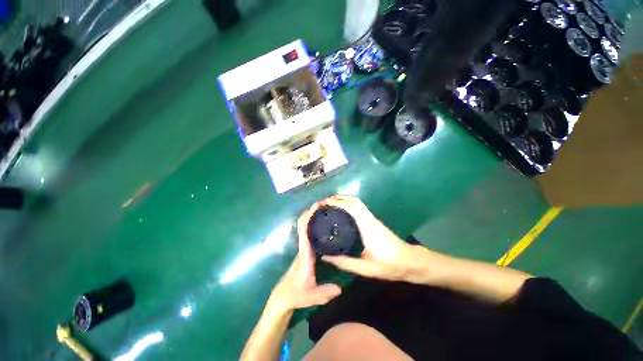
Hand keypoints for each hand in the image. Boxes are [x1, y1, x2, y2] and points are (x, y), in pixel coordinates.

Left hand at [266, 211, 341, 314]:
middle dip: (310, 213)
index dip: (308, 218)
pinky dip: (312, 225)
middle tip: (322, 204)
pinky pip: (307, 234)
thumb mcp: (311, 296)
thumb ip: (325, 292)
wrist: (283, 297)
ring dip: (310, 217)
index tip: (315, 207)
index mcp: (305, 254)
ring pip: (304, 228)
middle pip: (303, 225)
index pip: (304, 232)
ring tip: (323, 210)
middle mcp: (303, 248)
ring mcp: (303, 249)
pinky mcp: (305, 251)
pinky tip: (321, 224)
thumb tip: (340, 288)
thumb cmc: (296, 294)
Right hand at [315, 196, 439, 282]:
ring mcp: (372, 218)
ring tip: (329, 206)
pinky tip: (341, 212)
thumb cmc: (390, 265)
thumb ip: (345, 263)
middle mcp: (369, 218)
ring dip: (343, 200)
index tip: (323, 203)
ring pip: (356, 202)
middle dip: (337, 198)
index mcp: (367, 226)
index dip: (336, 202)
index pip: (351, 206)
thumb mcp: (366, 268)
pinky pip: (358, 207)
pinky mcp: (373, 221)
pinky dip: (348, 204)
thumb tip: (325, 257)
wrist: (410, 262)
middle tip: (323, 204)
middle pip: (353, 200)